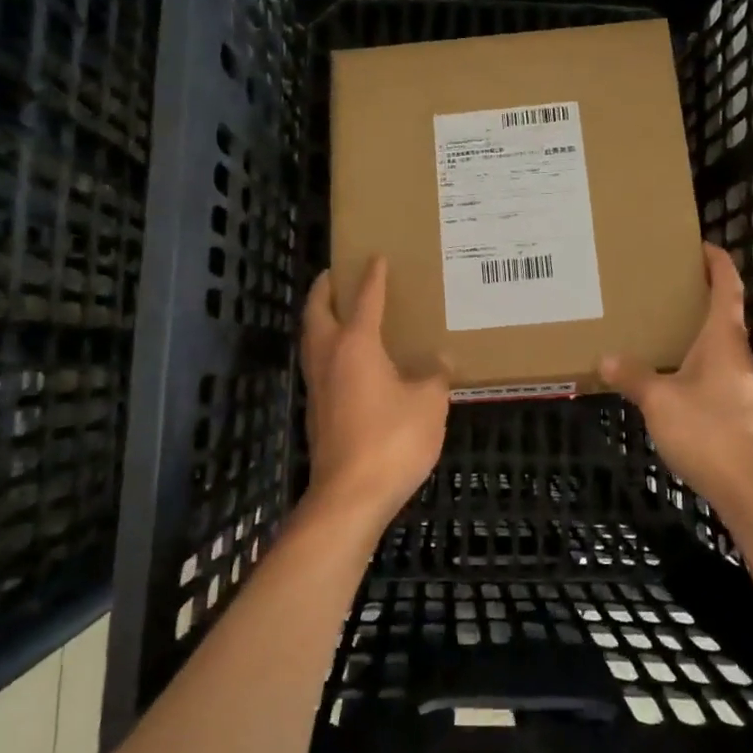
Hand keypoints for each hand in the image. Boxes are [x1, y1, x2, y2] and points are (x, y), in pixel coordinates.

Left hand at [299, 255, 449, 527]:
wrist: (349, 495)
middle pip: (316, 312)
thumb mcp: (428, 404)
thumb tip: (441, 360)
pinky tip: (348, 360)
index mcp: (356, 344)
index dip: (372, 277)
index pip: (365, 299)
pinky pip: (318, 364)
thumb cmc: (392, 440)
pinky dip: (326, 347)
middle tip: (334, 274)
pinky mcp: (316, 410)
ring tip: (338, 311)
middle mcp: (328, 357)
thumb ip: (435, 376)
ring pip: (311, 338)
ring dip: (319, 318)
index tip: (375, 257)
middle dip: (324, 289)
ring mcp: (317, 385)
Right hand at [600, 243, 752, 509]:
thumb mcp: (659, 400)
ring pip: (718, 347)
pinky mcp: (737, 412)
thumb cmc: (706, 430)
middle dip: (700, 296)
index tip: (703, 245)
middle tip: (666, 285)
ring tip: (660, 327)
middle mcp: (737, 357)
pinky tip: (669, 376)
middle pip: (724, 315)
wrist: (747, 488)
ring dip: (696, 332)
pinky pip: (713, 373)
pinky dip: (693, 363)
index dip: (719, 264)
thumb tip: (605, 358)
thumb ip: (633, 376)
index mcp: (723, 341)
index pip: (727, 289)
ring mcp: (740, 386)